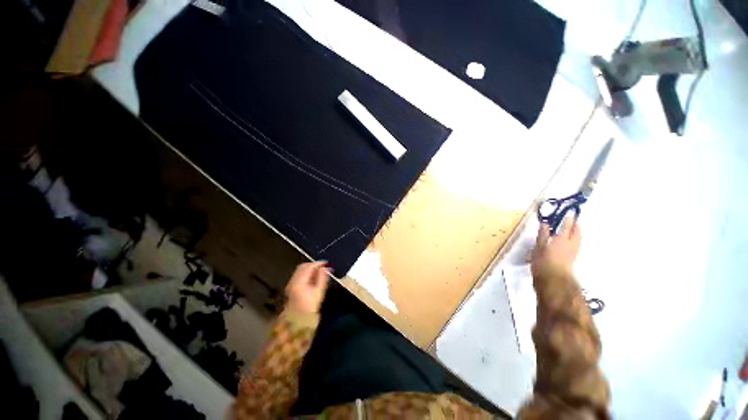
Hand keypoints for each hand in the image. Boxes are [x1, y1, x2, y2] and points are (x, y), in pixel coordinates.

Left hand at [285, 261, 330, 314]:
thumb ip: (322, 278)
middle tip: (323, 267)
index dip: (318, 263)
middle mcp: (293, 280)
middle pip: (303, 266)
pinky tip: (312, 277)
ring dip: (309, 268)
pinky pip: (298, 274)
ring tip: (319, 271)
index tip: (326, 264)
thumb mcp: (319, 291)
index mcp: (300, 281)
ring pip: (300, 270)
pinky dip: (306, 272)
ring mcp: (291, 283)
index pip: (309, 266)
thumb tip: (326, 268)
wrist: (297, 320)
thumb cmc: (310, 306)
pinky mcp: (291, 286)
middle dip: (313, 265)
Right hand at [532, 217, 580, 277]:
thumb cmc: (543, 262)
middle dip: (576, 226)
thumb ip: (543, 235)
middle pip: (576, 233)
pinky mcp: (572, 259)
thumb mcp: (539, 247)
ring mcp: (573, 252)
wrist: (553, 280)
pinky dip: (575, 240)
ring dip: (577, 233)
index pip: (566, 227)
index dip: (568, 220)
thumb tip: (545, 224)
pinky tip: (572, 242)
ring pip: (578, 240)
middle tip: (575, 220)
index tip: (569, 214)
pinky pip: (576, 245)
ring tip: (575, 229)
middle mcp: (570, 245)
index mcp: (562, 240)